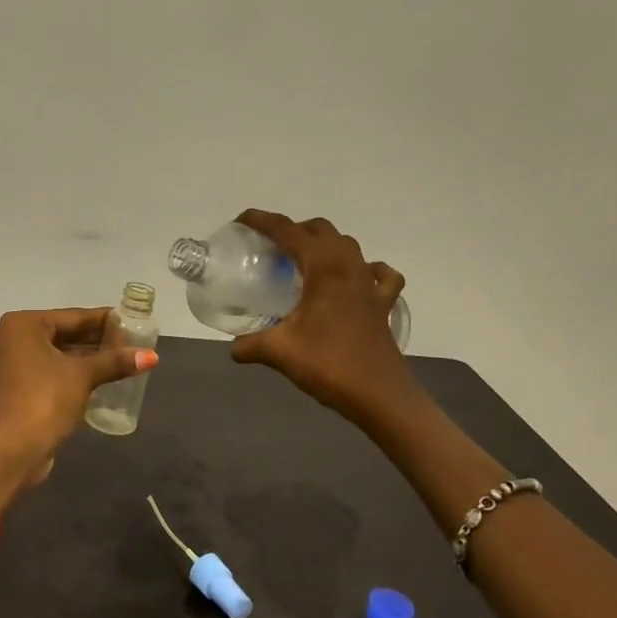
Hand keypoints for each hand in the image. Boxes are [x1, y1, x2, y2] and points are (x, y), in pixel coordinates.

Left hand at [0, 307, 157, 502]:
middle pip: (64, 334)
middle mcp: (13, 338)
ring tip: (122, 360)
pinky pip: (51, 371)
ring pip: (58, 354)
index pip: (73, 316)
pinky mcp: (17, 388)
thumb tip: (152, 356)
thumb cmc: (43, 401)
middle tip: (131, 342)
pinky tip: (100, 378)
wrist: (10, 452)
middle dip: (97, 340)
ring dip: (87, 358)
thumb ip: (115, 361)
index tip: (131, 320)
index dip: (104, 320)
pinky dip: (73, 373)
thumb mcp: (82, 376)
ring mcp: (12, 364)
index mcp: (24, 325)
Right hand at [228, 209, 413, 425]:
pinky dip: (365, 269)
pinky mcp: (383, 303)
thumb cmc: (329, 365)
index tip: (240, 222)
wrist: (380, 396)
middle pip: (319, 229)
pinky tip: (355, 280)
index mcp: (324, 267)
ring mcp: (370, 283)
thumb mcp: (279, 352)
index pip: (287, 230)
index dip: (261, 221)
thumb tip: (233, 348)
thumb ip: (251, 344)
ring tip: (301, 262)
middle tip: (269, 248)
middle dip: (292, 230)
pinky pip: (379, 273)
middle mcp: (349, 265)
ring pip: (347, 245)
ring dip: (323, 244)